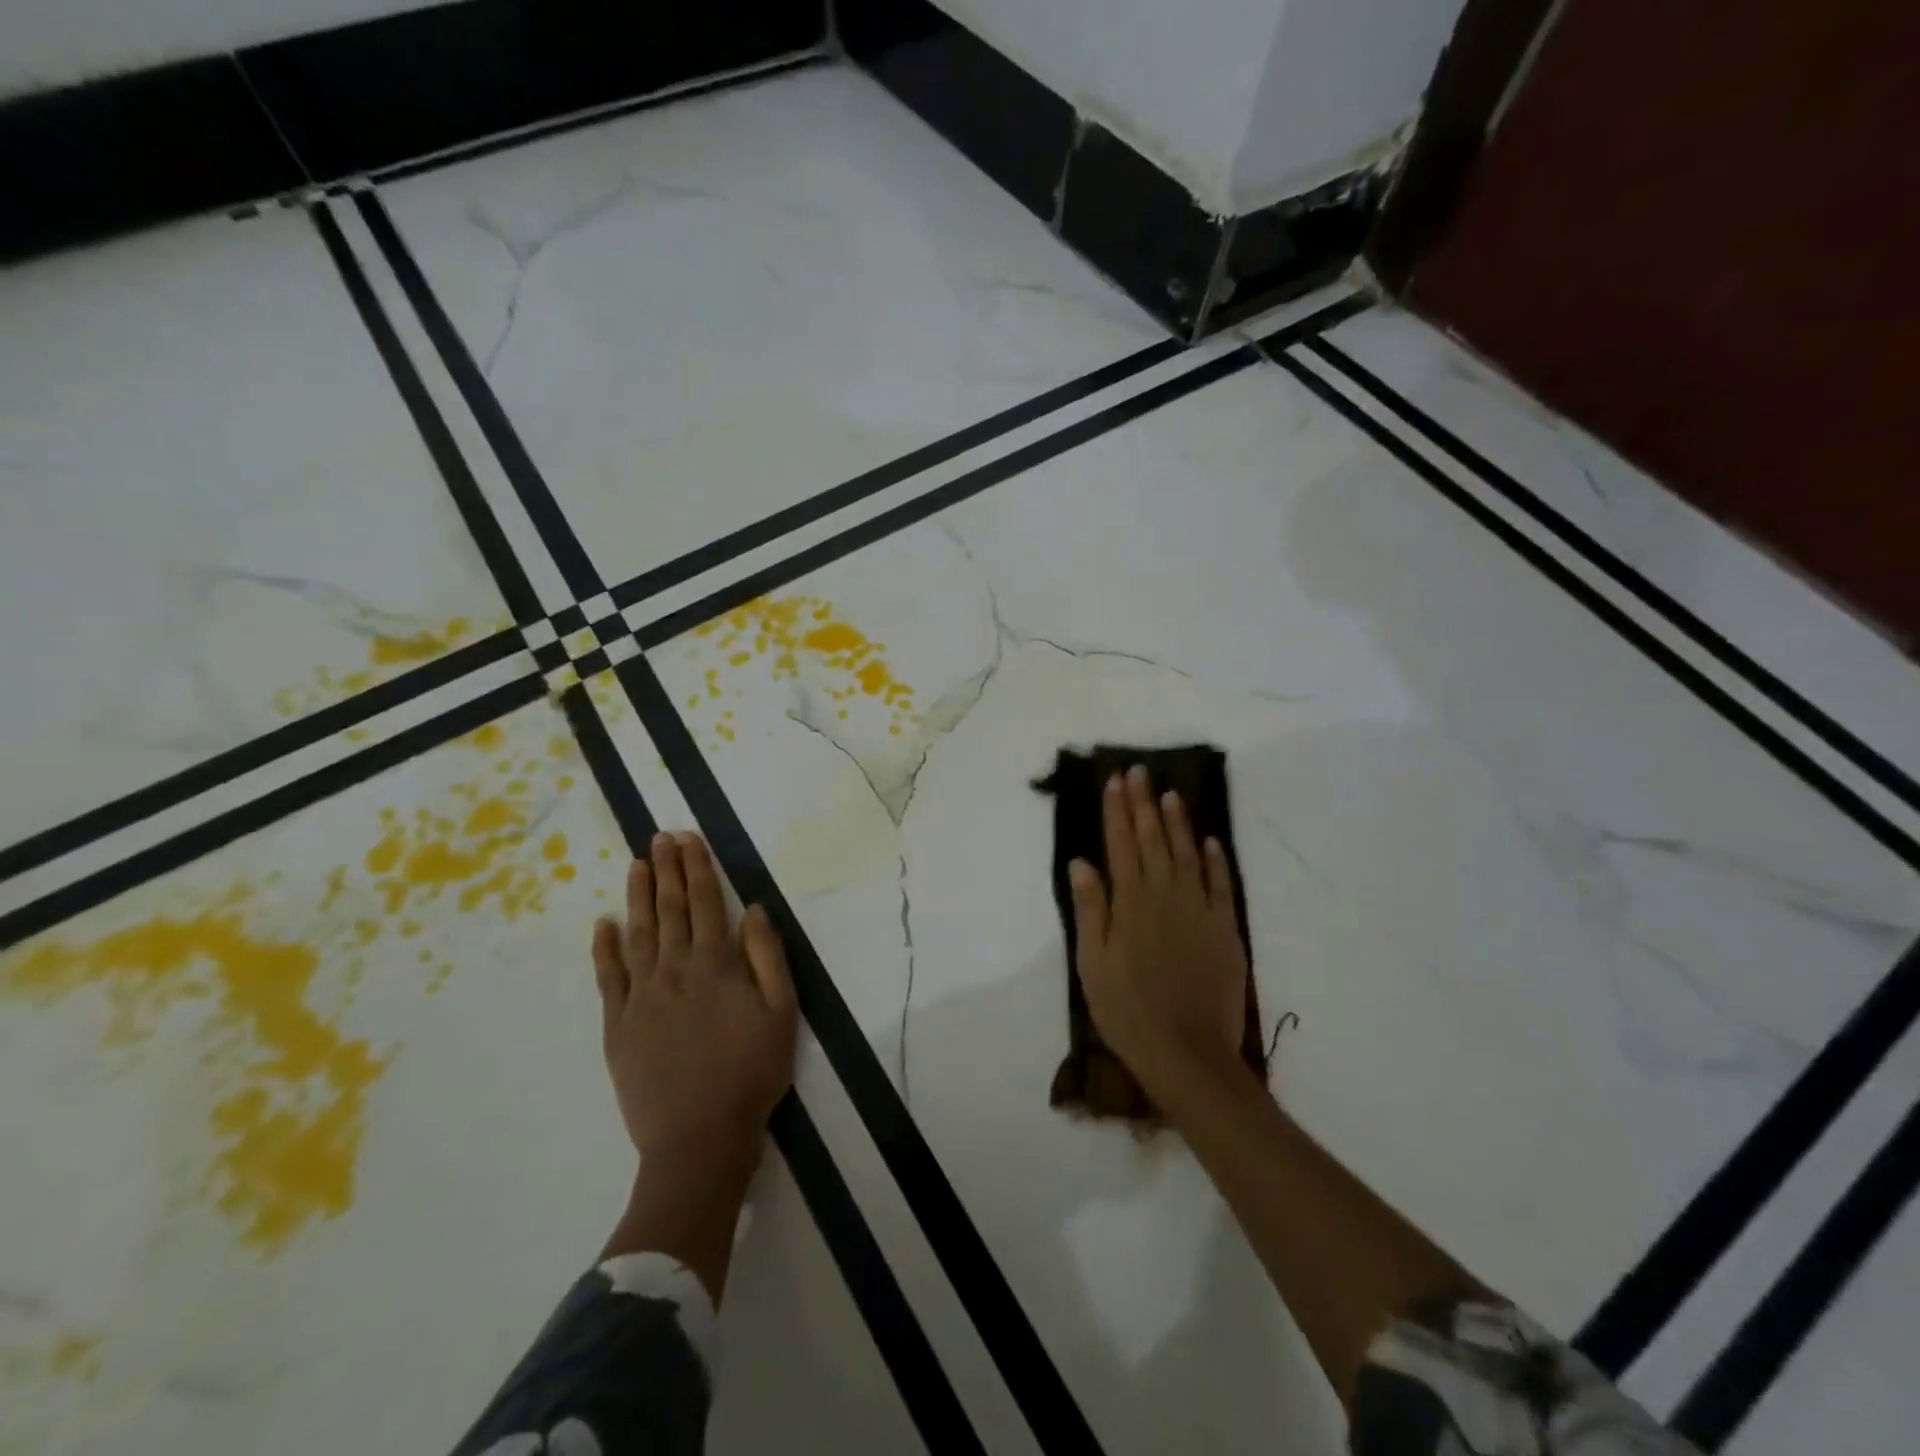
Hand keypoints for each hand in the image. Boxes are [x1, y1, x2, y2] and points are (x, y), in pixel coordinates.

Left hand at [592, 832, 798, 1165]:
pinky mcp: (618, 1025)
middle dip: (668, 870)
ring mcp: (641, 997)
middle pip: (671, 910)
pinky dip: (604, 949)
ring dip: (638, 897)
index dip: (697, 868)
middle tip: (660, 837)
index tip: (688, 838)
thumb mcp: (781, 1012)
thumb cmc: (751, 1072)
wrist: (699, 1138)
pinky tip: (603, 925)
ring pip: (638, 934)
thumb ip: (768, 957)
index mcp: (716, 964)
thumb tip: (754, 909)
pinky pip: (608, 978)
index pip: (706, 903)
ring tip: (636, 866)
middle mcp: (675, 970)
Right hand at [1069, 766, 1252, 1105]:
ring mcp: (1200, 910)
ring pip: (1188, 854)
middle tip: (1140, 771)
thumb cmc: (1127, 1011)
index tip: (1115, 780)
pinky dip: (1215, 860)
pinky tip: (1209, 841)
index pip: (1121, 844)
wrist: (1188, 1054)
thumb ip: (1090, 909)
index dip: (1117, 810)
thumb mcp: (1093, 963)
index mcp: (1130, 902)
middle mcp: (1165, 895)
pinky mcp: (1225, 929)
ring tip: (1170, 794)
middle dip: (1144, 803)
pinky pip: (1221, 884)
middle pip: (1153, 840)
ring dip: (1178, 822)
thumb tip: (1081, 862)